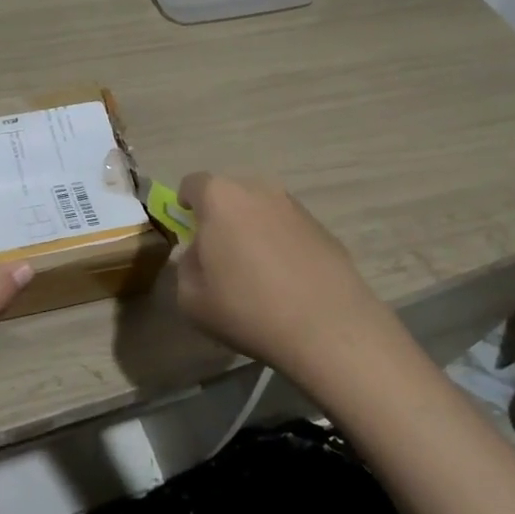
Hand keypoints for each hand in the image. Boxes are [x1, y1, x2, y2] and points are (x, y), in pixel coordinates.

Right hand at [173, 172, 384, 378]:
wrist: (329, 329)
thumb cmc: (248, 309)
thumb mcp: (191, 299)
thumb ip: (186, 267)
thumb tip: (201, 254)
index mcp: (220, 198)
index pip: (192, 184)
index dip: (185, 206)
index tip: (188, 233)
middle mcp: (258, 190)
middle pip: (229, 194)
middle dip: (220, 217)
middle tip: (220, 255)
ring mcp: (295, 207)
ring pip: (261, 210)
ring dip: (253, 230)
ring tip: (257, 272)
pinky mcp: (324, 228)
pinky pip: (289, 229)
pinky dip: (281, 245)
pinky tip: (287, 282)